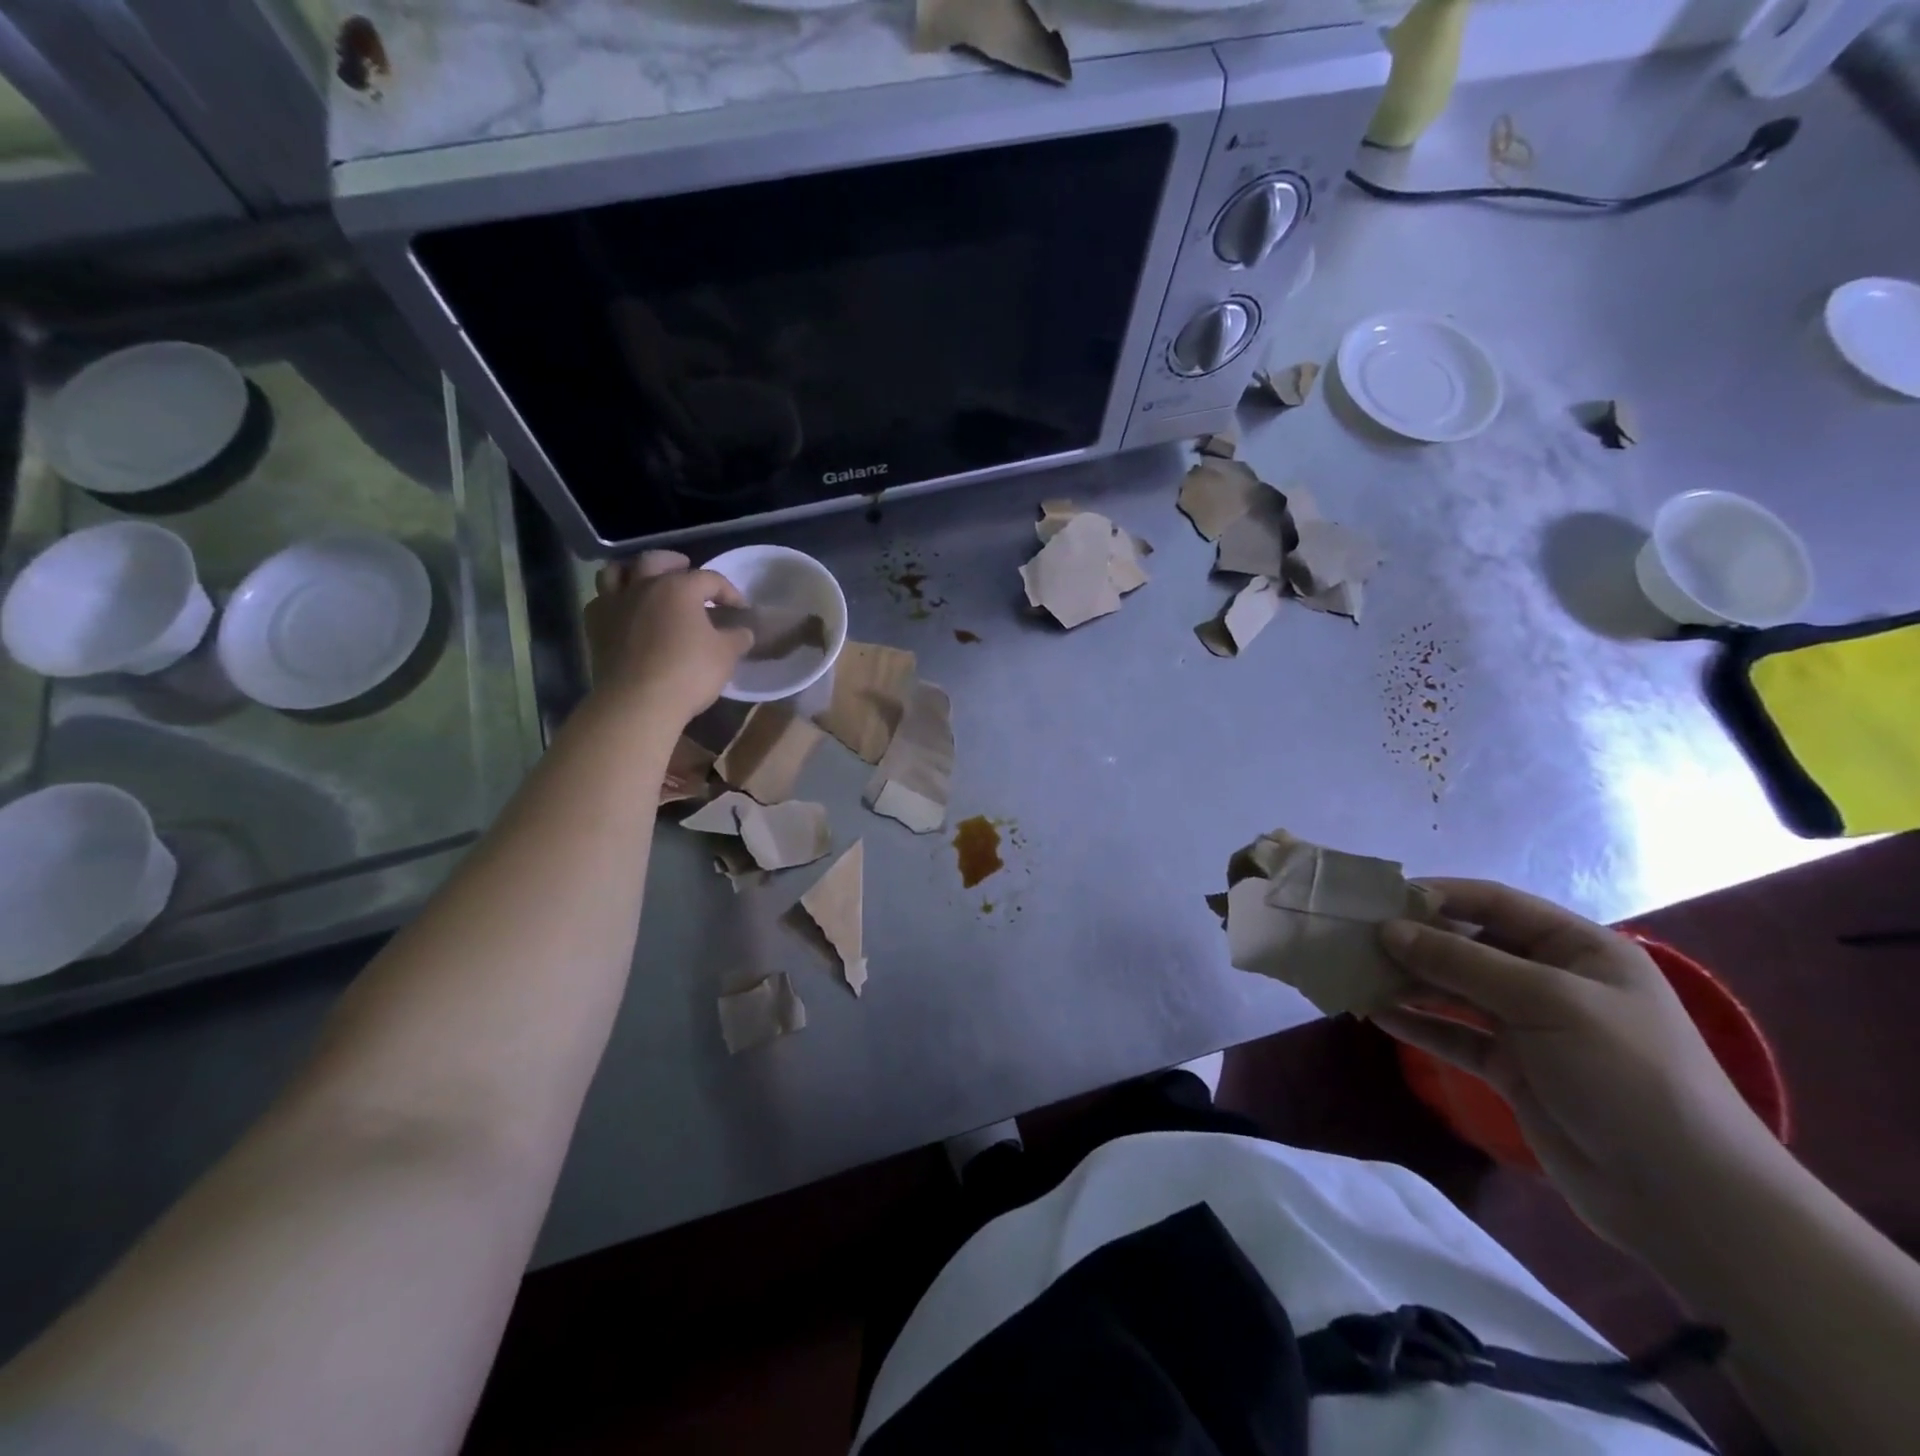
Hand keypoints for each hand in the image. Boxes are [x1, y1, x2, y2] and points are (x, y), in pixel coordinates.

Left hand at [583, 550, 751, 727]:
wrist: (638, 703)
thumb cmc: (688, 673)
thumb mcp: (726, 655)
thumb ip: (737, 637)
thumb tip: (743, 631)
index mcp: (678, 587)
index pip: (709, 579)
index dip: (729, 592)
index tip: (740, 610)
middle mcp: (643, 586)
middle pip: (656, 560)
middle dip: (674, 563)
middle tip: (686, 572)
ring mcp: (614, 604)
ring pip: (616, 572)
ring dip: (633, 572)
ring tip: (645, 582)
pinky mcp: (595, 626)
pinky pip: (600, 601)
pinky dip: (613, 601)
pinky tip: (624, 613)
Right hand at [1376, 879, 1774, 1251]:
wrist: (1687, 1199)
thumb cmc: (1628, 1075)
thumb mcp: (1547, 1002)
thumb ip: (1462, 961)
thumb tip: (1388, 929)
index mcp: (1579, 948)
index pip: (1495, 903)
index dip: (1438, 895)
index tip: (1379, 898)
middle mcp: (1553, 979)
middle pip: (1469, 945)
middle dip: (1414, 940)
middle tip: (1354, 938)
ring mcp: (1531, 1027)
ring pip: (1455, 989)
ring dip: (1408, 981)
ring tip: (1353, 973)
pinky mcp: (1513, 1068)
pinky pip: (1454, 1033)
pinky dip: (1417, 1023)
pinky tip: (1375, 1015)